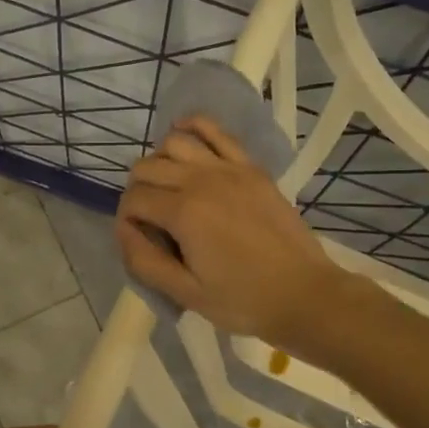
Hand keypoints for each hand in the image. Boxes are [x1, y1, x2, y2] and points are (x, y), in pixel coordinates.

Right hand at [116, 115, 345, 346]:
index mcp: (183, 213)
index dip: (126, 220)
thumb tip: (124, 230)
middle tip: (150, 220)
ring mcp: (229, 168)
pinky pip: (215, 131)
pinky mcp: (251, 167)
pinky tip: (183, 135)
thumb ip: (144, 261)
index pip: (134, 200)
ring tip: (166, 187)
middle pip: (147, 167)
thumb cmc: (243, 300)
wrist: (304, 294)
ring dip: (160, 161)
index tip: (138, 240)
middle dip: (138, 191)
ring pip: (175, 142)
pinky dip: (193, 127)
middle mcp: (202, 180)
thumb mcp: (186, 293)